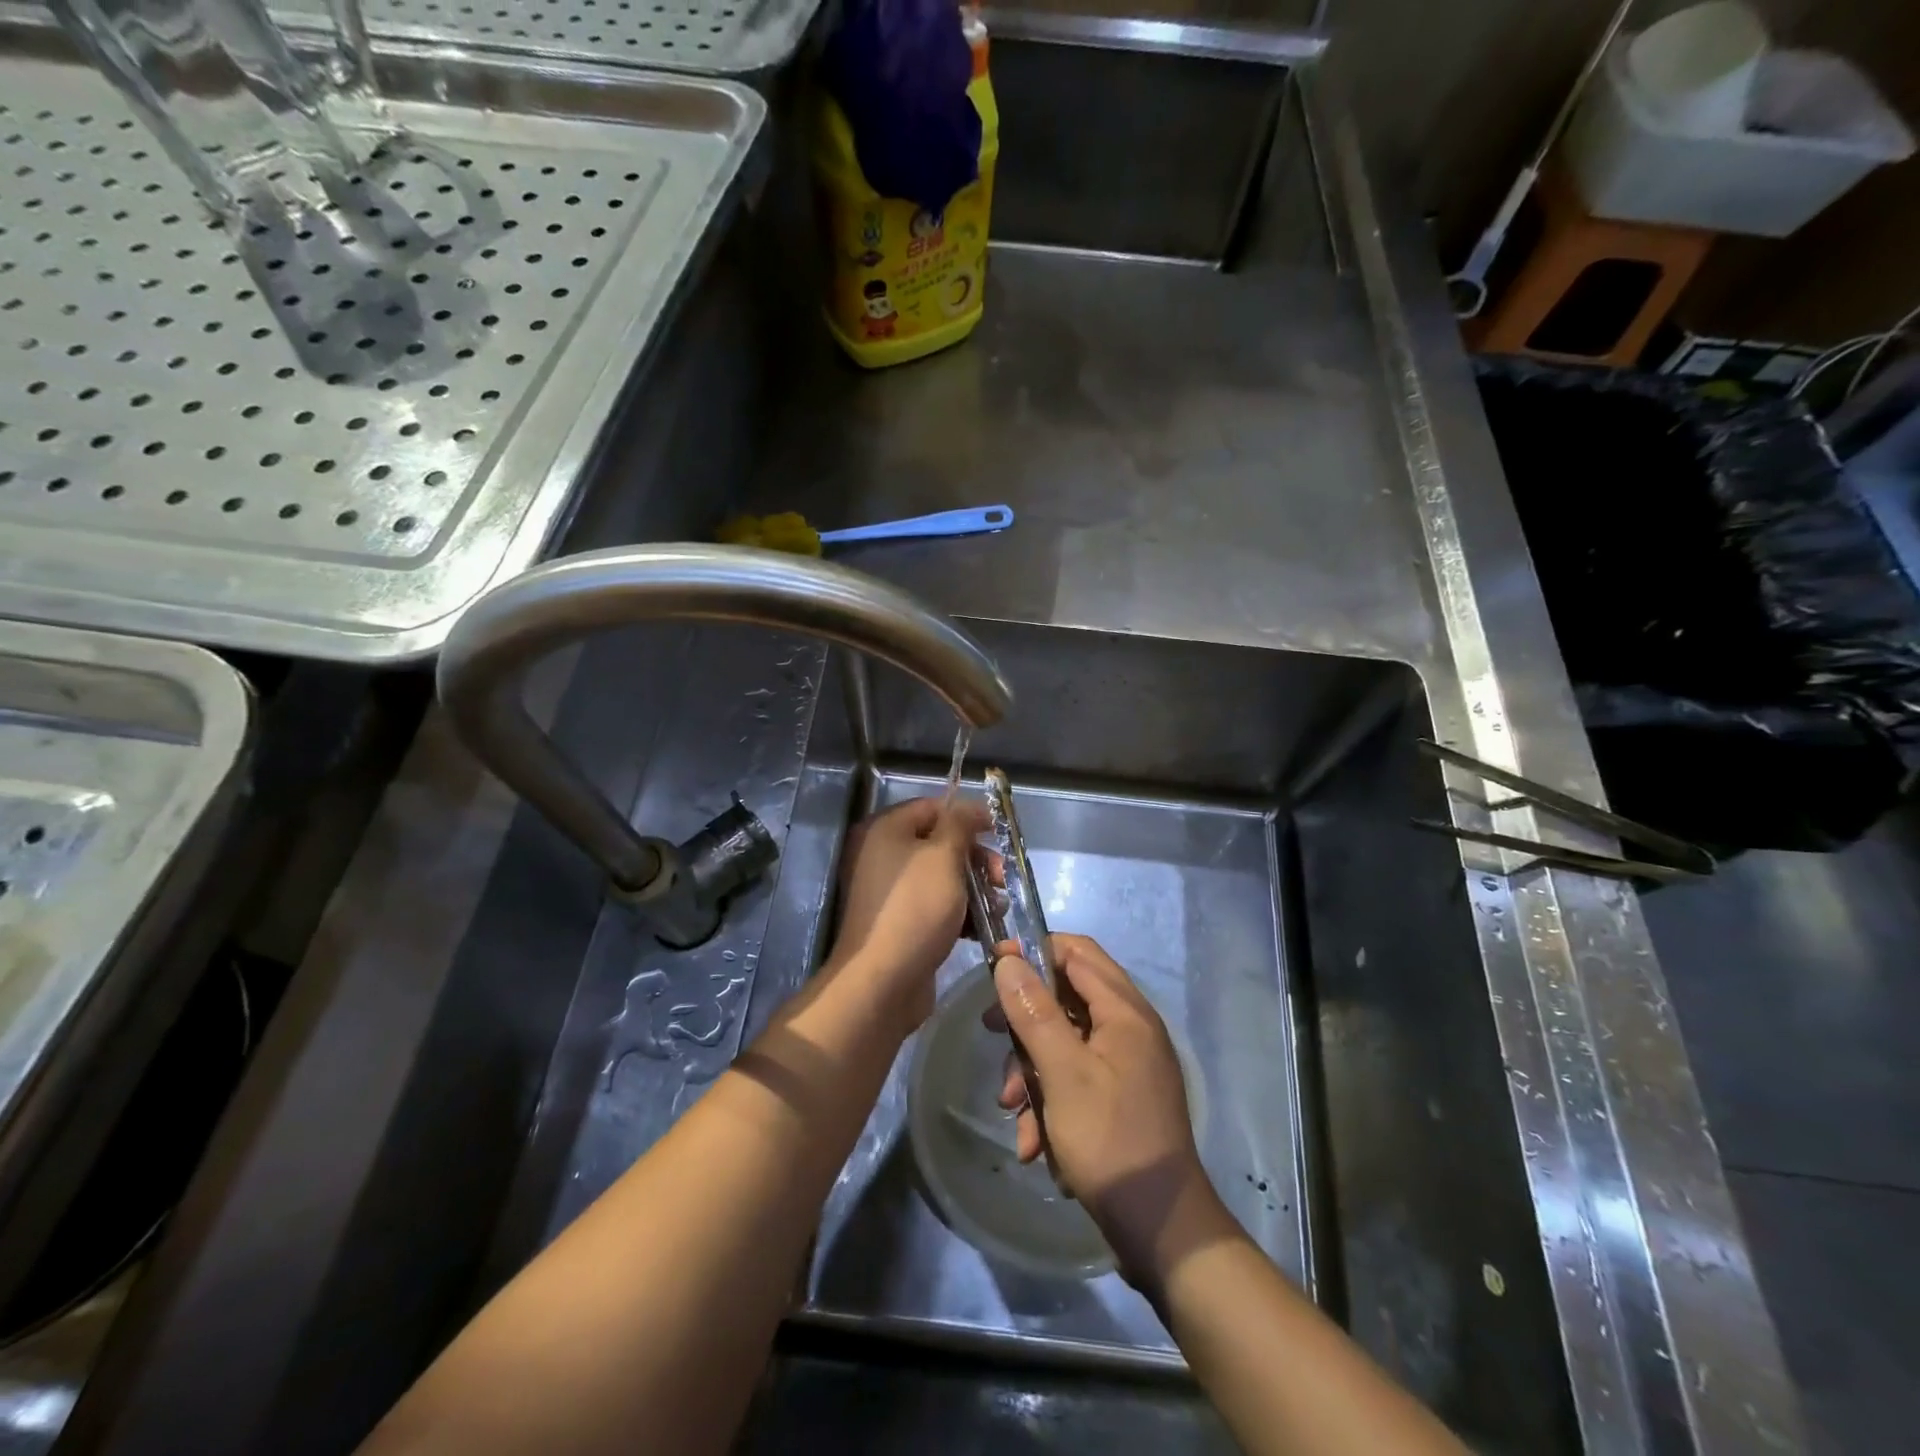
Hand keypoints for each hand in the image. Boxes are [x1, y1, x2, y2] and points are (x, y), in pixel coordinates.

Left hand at [826, 796, 989, 1032]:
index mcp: (885, 830)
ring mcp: (890, 892)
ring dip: (974, 888)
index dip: (967, 816)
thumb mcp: (943, 857)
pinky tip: (982, 927)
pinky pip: (935, 905)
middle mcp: (882, 855)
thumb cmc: (915, 908)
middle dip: (976, 859)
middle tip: (1001, 878)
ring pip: (942, 877)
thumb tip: (970, 808)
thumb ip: (960, 825)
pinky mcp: (900, 922)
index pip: (932, 807)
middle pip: (939, 843)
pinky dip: (960, 911)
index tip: (998, 833)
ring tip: (998, 907)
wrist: (882, 981)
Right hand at [990, 935, 1228, 1288]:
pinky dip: (1050, 1100)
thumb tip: (1008, 960)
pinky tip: (1033, 1142)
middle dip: (1026, 1020)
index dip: (1034, 951)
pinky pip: (1076, 1078)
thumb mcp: (1063, 1073)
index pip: (1077, 952)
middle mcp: (1130, 1029)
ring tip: (1011, 1108)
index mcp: (1125, 1011)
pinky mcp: (1119, 1098)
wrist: (1161, 1230)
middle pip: (1067, 997)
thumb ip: (1034, 1012)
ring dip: (1032, 1070)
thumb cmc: (1110, 1140)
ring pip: (1065, 1042)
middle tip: (992, 1034)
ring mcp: (1126, 1065)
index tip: (995, 967)